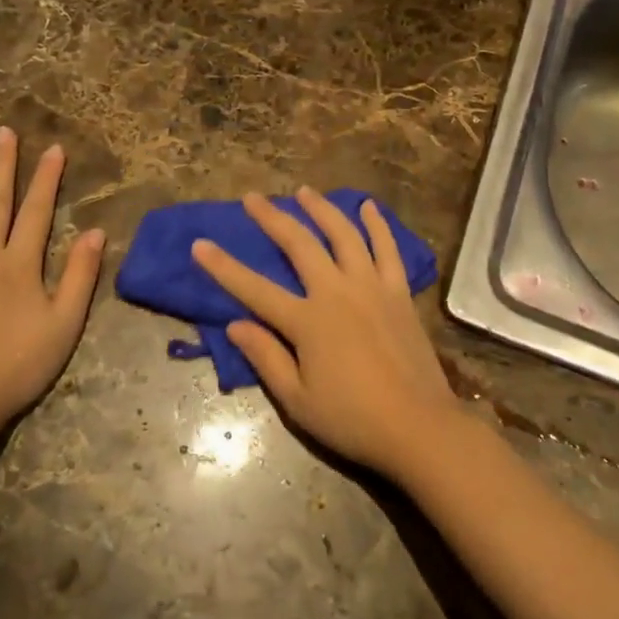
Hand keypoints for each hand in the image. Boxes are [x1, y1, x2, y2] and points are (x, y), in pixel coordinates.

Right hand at [192, 188, 464, 481]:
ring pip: (343, 235)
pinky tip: (368, 207)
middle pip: (299, 245)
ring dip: (321, 210)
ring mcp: (371, 287)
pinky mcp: (399, 292)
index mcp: (308, 322)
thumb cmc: (352, 420)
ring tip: (305, 192)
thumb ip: (266, 358)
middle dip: (272, 218)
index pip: (254, 289)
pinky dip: (377, 225)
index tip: (200, 244)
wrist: (419, 426)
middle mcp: (337, 292)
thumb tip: (235, 324)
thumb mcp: (297, 401)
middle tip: (253, 197)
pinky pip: (388, 249)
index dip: (223, 267)